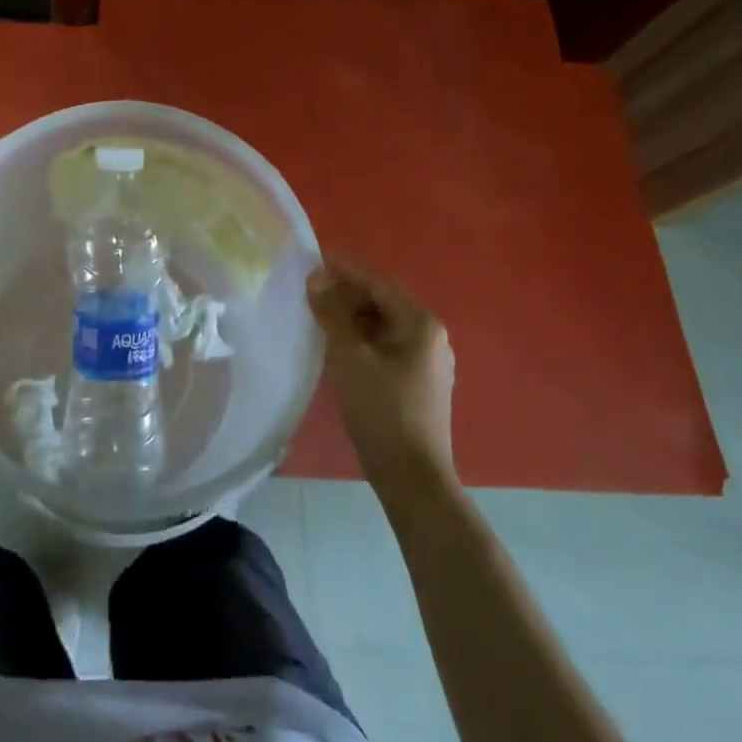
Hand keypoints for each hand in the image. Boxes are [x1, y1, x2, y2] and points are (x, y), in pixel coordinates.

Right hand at [306, 260, 455, 486]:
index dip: (343, 271)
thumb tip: (316, 277)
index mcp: (420, 324)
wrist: (412, 478)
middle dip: (346, 295)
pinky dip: (363, 340)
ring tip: (319, 319)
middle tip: (310, 295)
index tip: (312, 263)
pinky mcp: (420, 384)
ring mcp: (429, 362)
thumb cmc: (381, 410)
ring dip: (352, 318)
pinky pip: (388, 347)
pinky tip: (339, 348)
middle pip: (383, 303)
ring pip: (384, 326)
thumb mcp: (349, 356)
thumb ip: (332, 313)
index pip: (377, 283)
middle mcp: (431, 337)